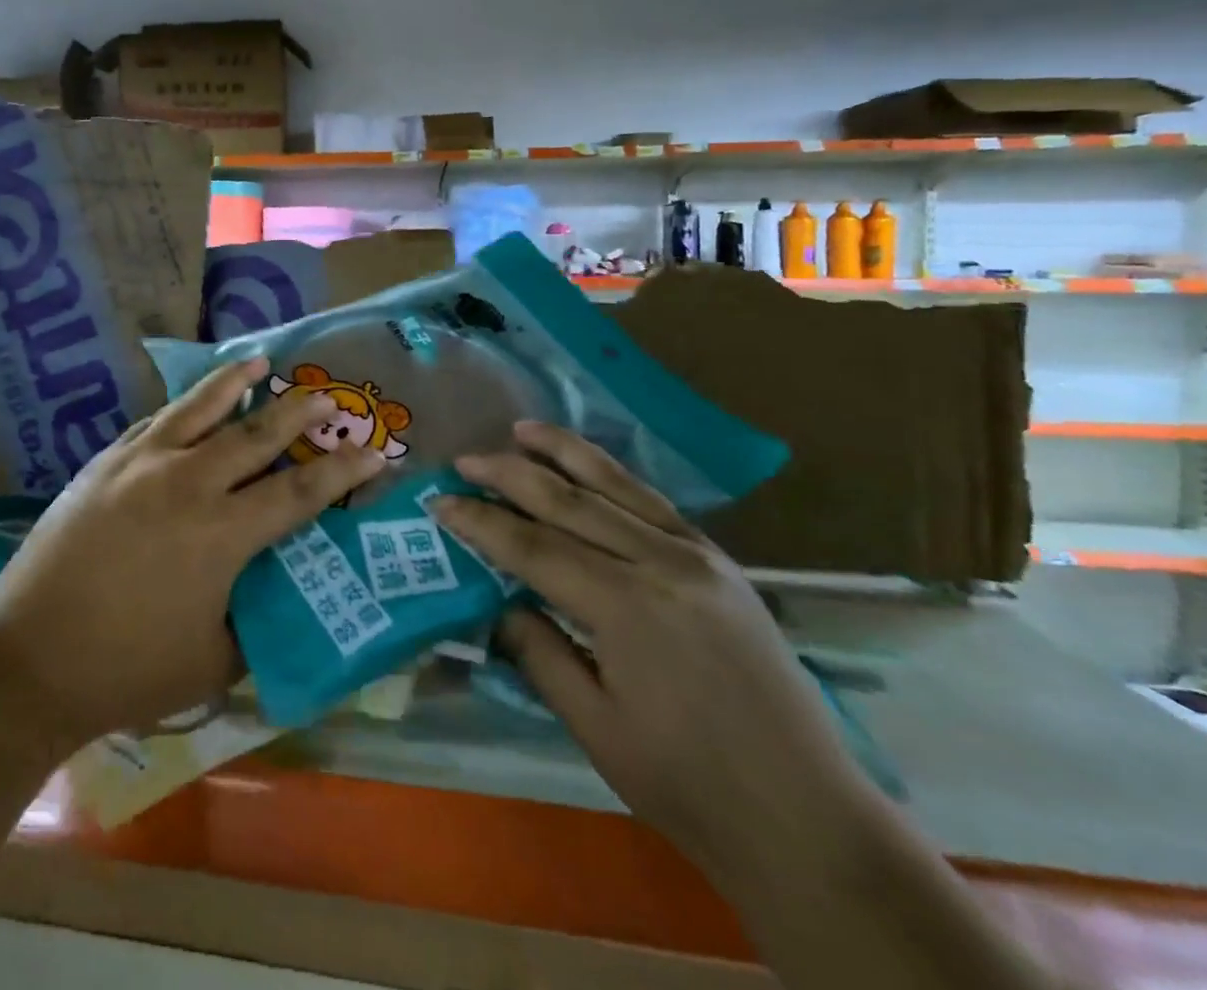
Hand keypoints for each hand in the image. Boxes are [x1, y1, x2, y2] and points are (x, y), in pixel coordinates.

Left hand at [0, 356, 384, 750]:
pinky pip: (155, 422)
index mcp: (222, 534)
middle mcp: (188, 484)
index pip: (299, 491)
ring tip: (260, 361)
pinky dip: (184, 407)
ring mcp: (141, 465)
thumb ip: (255, 621)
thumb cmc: (127, 669)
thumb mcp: (214, 661)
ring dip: (235, 384)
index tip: (375, 450)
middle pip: (255, 434)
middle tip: (328, 394)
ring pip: (200, 409)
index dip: (342, 470)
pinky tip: (192, 401)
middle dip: (299, 412)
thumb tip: (277, 593)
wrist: (27, 658)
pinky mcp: (105, 463)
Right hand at [437, 421, 881, 881]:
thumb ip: (538, 651)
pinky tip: (589, 465)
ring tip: (521, 429)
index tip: (439, 501)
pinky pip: (654, 503)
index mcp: (626, 607)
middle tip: (464, 460)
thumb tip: (497, 602)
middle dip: (509, 475)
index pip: (532, 546)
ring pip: (616, 486)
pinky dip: (613, 476)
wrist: (810, 820)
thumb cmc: (688, 785)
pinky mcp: (722, 563)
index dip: (480, 522)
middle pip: (568, 501)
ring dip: (563, 452)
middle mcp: (661, 564)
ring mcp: (698, 557)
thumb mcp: (594, 725)